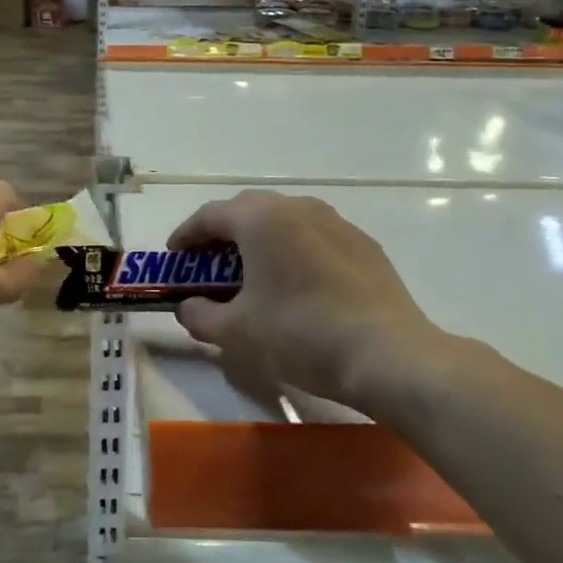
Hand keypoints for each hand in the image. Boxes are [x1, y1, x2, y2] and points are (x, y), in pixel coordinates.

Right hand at [169, 190, 464, 411]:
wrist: (387, 355)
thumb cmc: (300, 334)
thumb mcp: (236, 332)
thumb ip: (199, 315)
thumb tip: (187, 307)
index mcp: (261, 219)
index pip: (210, 214)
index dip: (187, 234)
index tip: (175, 256)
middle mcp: (297, 207)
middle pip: (248, 210)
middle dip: (222, 234)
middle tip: (209, 264)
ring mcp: (336, 223)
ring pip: (284, 220)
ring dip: (260, 240)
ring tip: (252, 272)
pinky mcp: (364, 245)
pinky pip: (315, 237)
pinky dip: (294, 250)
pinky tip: (296, 284)